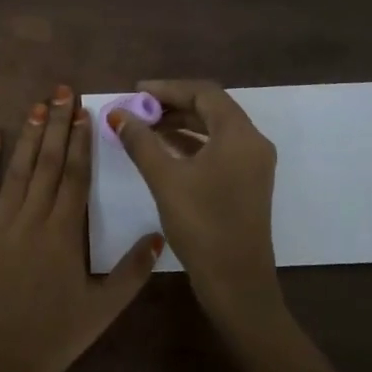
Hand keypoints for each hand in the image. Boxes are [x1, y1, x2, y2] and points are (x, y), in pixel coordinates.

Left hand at [0, 86, 162, 371]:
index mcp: (64, 233)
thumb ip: (132, 273)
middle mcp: (32, 218)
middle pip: (48, 163)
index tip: (84, 112)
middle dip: (56, 124)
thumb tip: (158, 235)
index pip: (75, 176)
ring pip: (17, 170)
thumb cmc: (51, 339)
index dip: (80, 141)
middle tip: (62, 91)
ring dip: (28, 136)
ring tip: (37, 105)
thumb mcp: (101, 311)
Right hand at [110, 79, 283, 335]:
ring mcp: (253, 164)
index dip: (168, 88)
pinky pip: (219, 149)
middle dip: (173, 105)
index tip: (136, 92)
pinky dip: (192, 143)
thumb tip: (118, 114)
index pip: (204, 93)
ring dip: (181, 124)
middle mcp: (252, 142)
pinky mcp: (247, 182)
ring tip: (145, 127)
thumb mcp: (165, 179)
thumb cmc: (202, 225)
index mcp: (239, 135)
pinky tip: (164, 150)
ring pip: (215, 129)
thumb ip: (141, 141)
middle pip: (212, 108)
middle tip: (138, 109)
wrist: (237, 283)